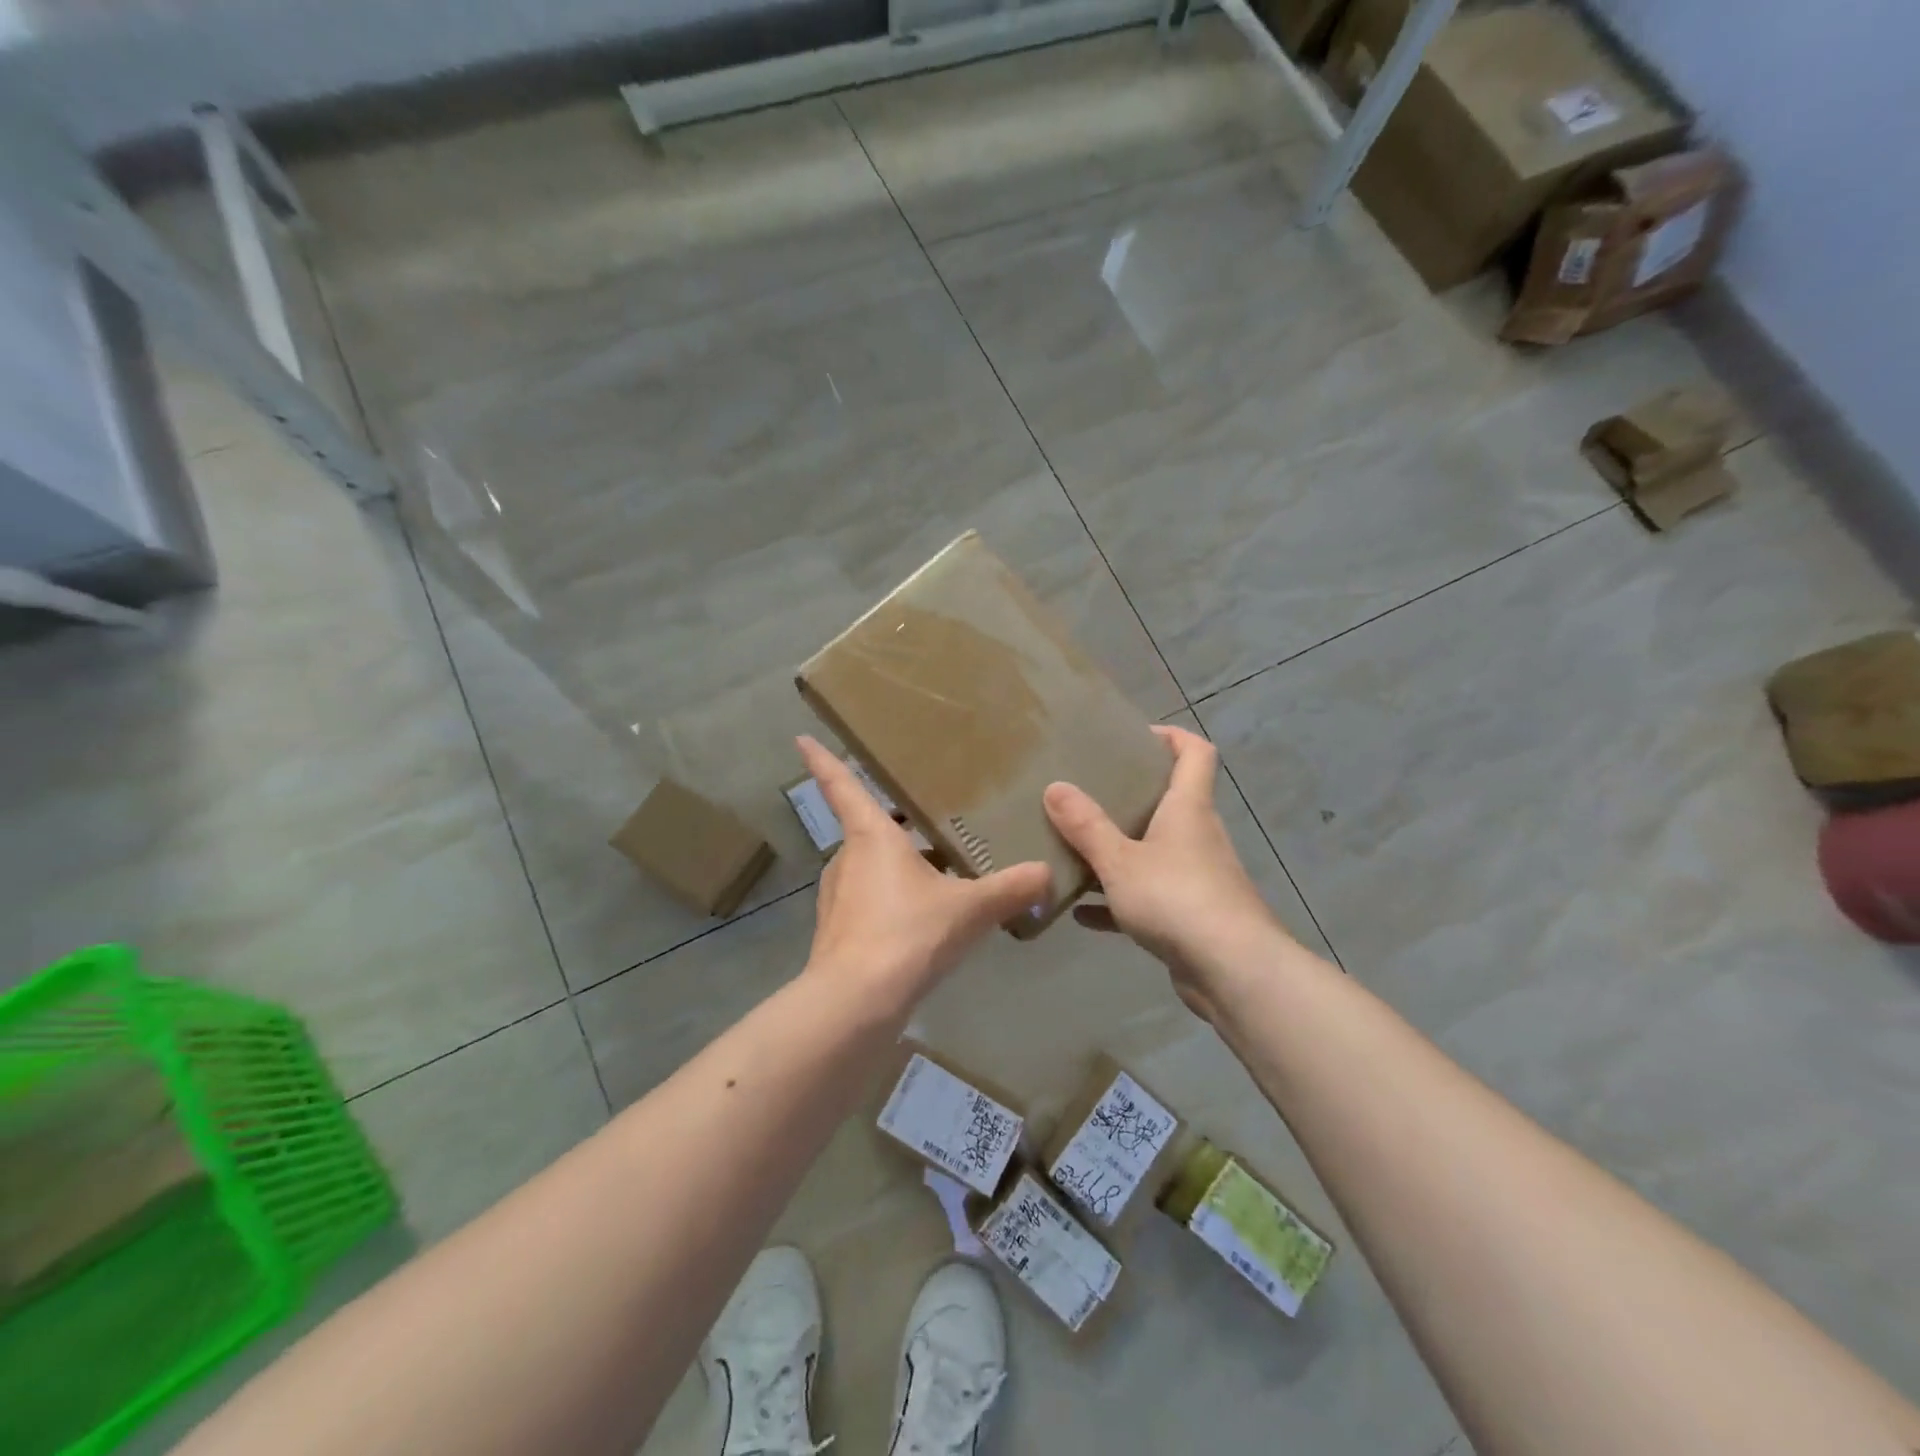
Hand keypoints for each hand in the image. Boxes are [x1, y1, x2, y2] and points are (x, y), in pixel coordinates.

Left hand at [797, 737, 1050, 1012]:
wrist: (858, 1002)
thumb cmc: (909, 933)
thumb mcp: (970, 908)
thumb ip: (1010, 889)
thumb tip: (1047, 873)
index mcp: (871, 836)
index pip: (843, 786)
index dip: (823, 760)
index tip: (803, 738)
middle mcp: (848, 858)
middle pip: (866, 828)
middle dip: (894, 823)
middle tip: (930, 817)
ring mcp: (838, 896)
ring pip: (869, 867)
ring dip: (897, 865)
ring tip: (939, 870)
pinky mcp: (838, 931)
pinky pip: (869, 900)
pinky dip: (892, 899)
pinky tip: (924, 918)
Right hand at [1043, 725, 1284, 1019]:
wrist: (1233, 972)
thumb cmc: (1177, 898)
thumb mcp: (1120, 860)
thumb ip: (1086, 825)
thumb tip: (1055, 786)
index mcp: (1188, 808)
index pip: (1195, 753)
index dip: (1171, 736)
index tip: (1134, 737)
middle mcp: (1198, 835)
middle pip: (1170, 801)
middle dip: (1130, 795)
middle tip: (1087, 792)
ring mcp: (1197, 877)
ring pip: (1155, 852)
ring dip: (1120, 851)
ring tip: (1077, 848)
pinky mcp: (1191, 916)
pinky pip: (1149, 898)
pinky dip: (1118, 901)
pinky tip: (1081, 913)